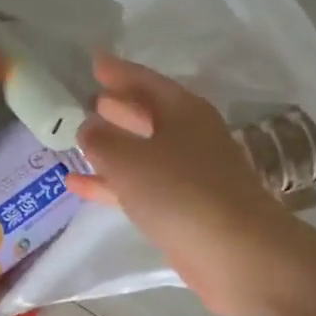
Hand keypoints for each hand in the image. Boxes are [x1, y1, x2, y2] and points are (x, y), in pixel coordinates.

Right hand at [67, 53, 299, 315]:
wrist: (237, 254)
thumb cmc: (181, 192)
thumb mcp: (129, 159)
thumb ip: (101, 140)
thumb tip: (87, 126)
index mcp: (183, 111)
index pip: (146, 81)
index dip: (119, 71)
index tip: (94, 61)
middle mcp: (189, 137)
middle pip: (148, 114)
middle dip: (119, 107)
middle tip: (88, 98)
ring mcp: (189, 174)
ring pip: (143, 151)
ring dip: (113, 146)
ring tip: (78, 139)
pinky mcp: (184, 208)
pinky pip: (141, 185)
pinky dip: (112, 183)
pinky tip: (80, 186)